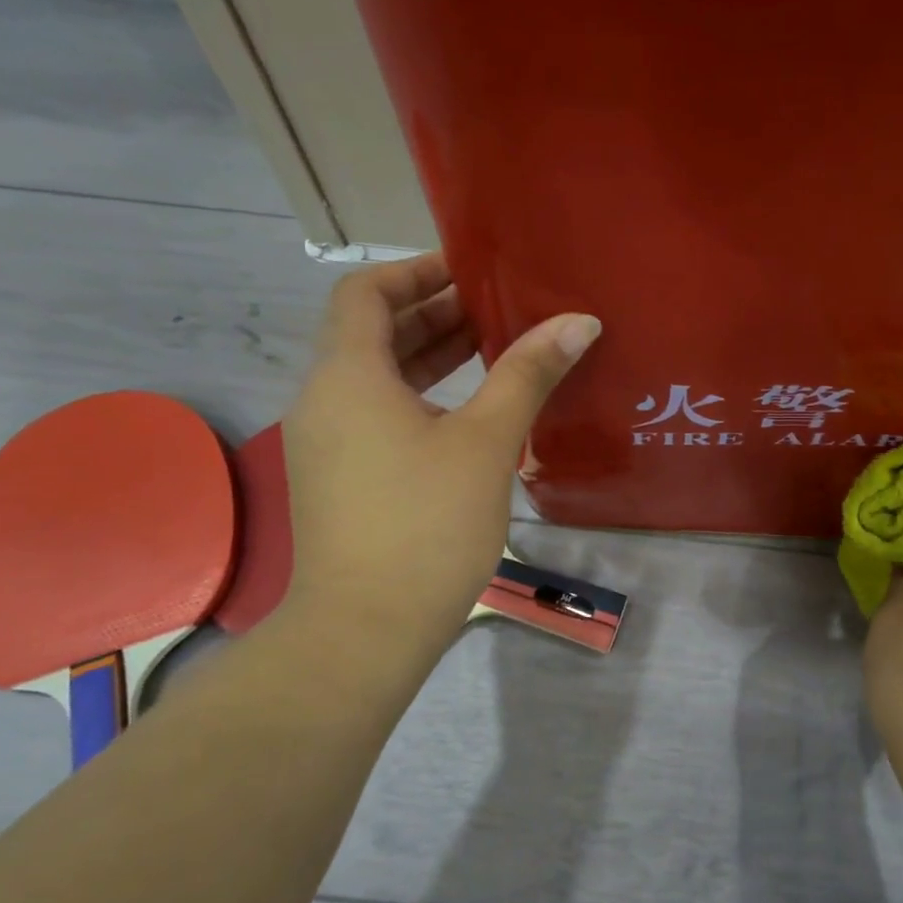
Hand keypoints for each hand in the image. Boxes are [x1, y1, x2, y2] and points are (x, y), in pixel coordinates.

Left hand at [275, 254, 598, 697]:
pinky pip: (376, 414)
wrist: (366, 630)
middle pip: (371, 331)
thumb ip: (528, 373)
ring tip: (492, 349)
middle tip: (498, 310)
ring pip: (375, 377)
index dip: (416, 271)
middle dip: (433, 313)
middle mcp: (325, 399)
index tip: (472, 272)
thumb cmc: (427, 524)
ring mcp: (327, 443)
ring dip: (428, 356)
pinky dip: (418, 397)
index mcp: (348, 375)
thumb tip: (578, 321)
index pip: (365, 291)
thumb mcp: (486, 441)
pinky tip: (468, 414)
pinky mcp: (339, 479)